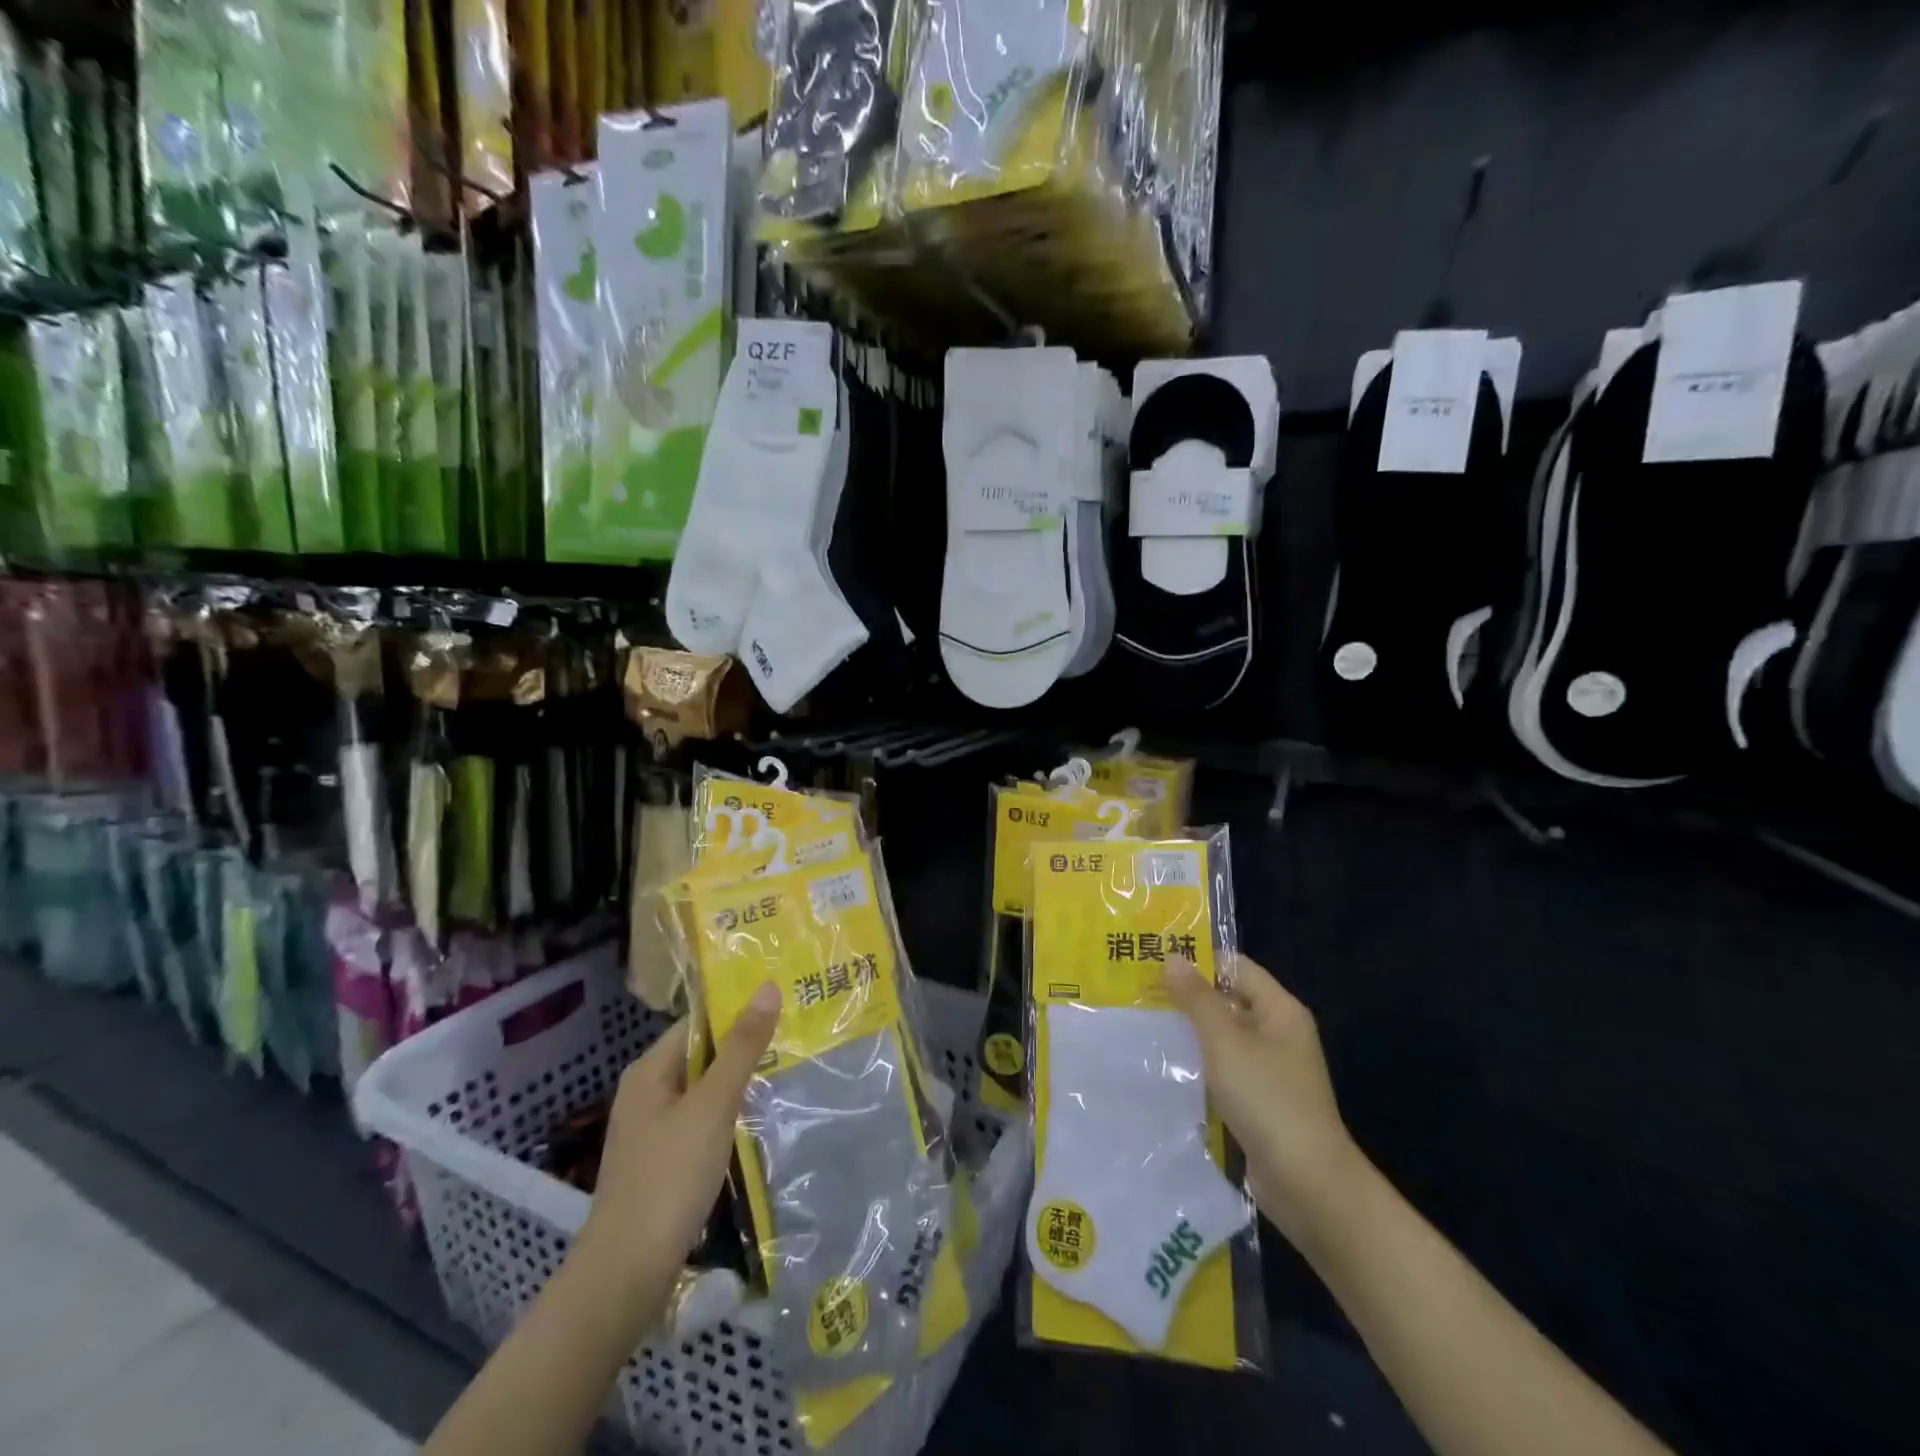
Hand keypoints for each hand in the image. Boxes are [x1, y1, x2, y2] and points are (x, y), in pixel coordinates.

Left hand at [574, 983, 781, 1304]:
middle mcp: (645, 1093)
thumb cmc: (670, 1177)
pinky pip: (699, 1122)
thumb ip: (742, 1047)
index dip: (737, 1012)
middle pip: (701, 1055)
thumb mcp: (713, 1105)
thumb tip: (768, 987)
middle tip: (793, 1038)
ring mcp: (651, 1130)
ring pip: (703, 1091)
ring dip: (737, 1084)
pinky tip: (756, 1122)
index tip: (782, 1007)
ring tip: (785, 1073)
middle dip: (742, 1048)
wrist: (626, 1274)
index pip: (698, 1023)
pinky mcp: (660, 1162)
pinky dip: (727, 1116)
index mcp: (649, 1071)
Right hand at [1164, 953, 1365, 1249]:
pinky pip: (1223, 1067)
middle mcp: (1277, 1032)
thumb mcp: (1225, 1042)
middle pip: (1228, 999)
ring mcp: (1269, 1068)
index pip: (1235, 966)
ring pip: (1222, 1036)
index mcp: (1279, 1009)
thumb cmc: (1267, 1099)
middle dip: (1186, 996)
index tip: (1153, 960)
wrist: (1307, 1183)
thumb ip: (1197, 999)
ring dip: (1189, 1031)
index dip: (1198, 960)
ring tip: (1142, 1024)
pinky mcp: (1259, 1099)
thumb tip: (1172, 958)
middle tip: (1138, 992)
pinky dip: (1198, 1063)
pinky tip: (1164, 1065)